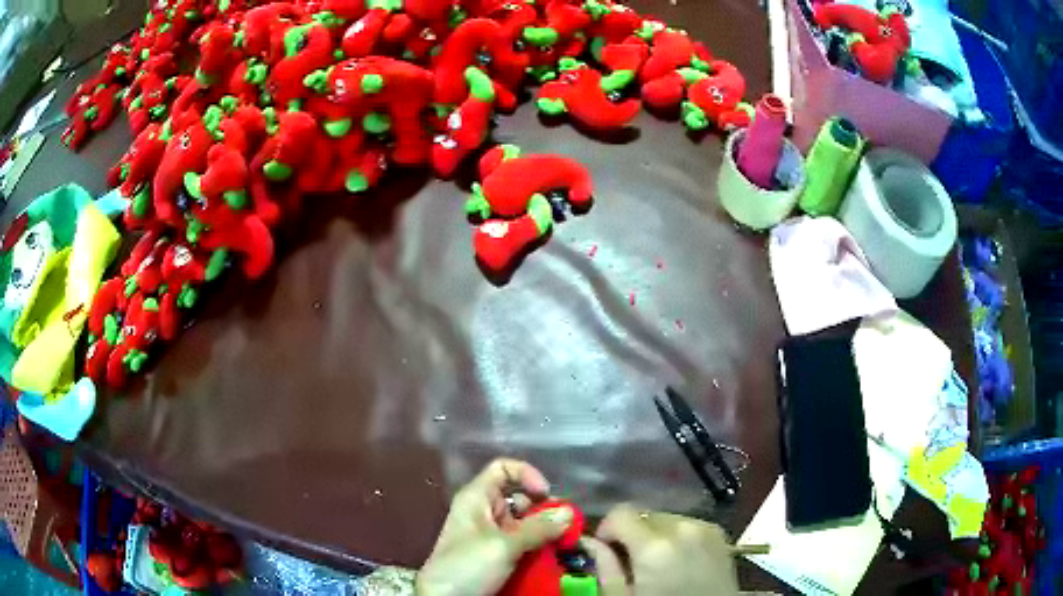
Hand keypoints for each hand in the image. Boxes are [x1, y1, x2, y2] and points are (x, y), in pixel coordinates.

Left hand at [416, 459, 574, 595]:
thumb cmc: (467, 566)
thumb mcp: (503, 546)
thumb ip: (538, 528)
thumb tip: (570, 512)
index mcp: (476, 499)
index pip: (503, 469)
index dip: (526, 475)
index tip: (547, 495)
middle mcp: (484, 513)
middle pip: (520, 498)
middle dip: (545, 510)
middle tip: (567, 525)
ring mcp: (491, 536)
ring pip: (525, 524)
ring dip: (546, 532)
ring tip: (567, 542)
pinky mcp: (498, 557)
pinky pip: (524, 545)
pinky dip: (540, 548)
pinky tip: (555, 556)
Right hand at [582, 504, 738, 595]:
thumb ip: (605, 567)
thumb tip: (590, 542)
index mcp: (655, 546)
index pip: (621, 512)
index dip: (607, 529)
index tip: (606, 550)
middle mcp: (683, 527)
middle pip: (644, 515)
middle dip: (632, 534)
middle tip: (630, 563)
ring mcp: (705, 528)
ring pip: (666, 519)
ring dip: (654, 535)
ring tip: (656, 565)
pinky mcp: (719, 534)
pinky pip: (687, 525)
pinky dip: (676, 538)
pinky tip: (677, 562)